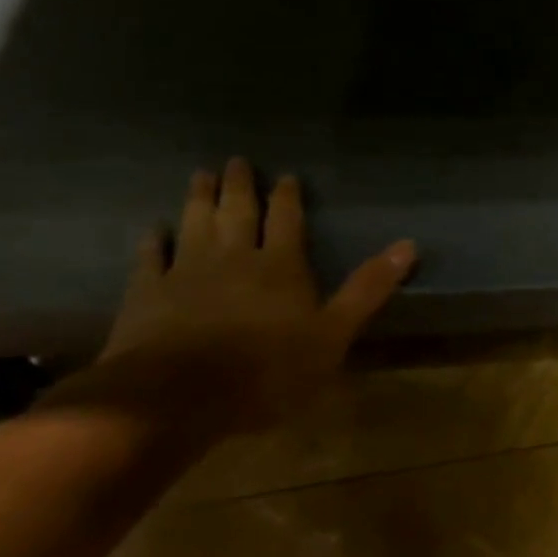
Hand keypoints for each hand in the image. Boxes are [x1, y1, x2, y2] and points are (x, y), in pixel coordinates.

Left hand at [47, 160, 415, 445]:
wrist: (176, 396)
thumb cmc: (268, 369)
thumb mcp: (334, 333)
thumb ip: (368, 288)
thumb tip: (409, 244)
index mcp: (281, 266)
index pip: (287, 220)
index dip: (288, 197)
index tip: (286, 176)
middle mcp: (234, 258)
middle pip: (238, 213)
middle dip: (240, 186)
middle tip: (236, 160)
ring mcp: (187, 272)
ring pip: (195, 224)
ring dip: (199, 199)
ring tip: (200, 175)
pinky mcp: (147, 294)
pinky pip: (150, 258)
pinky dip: (153, 240)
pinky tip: (153, 228)